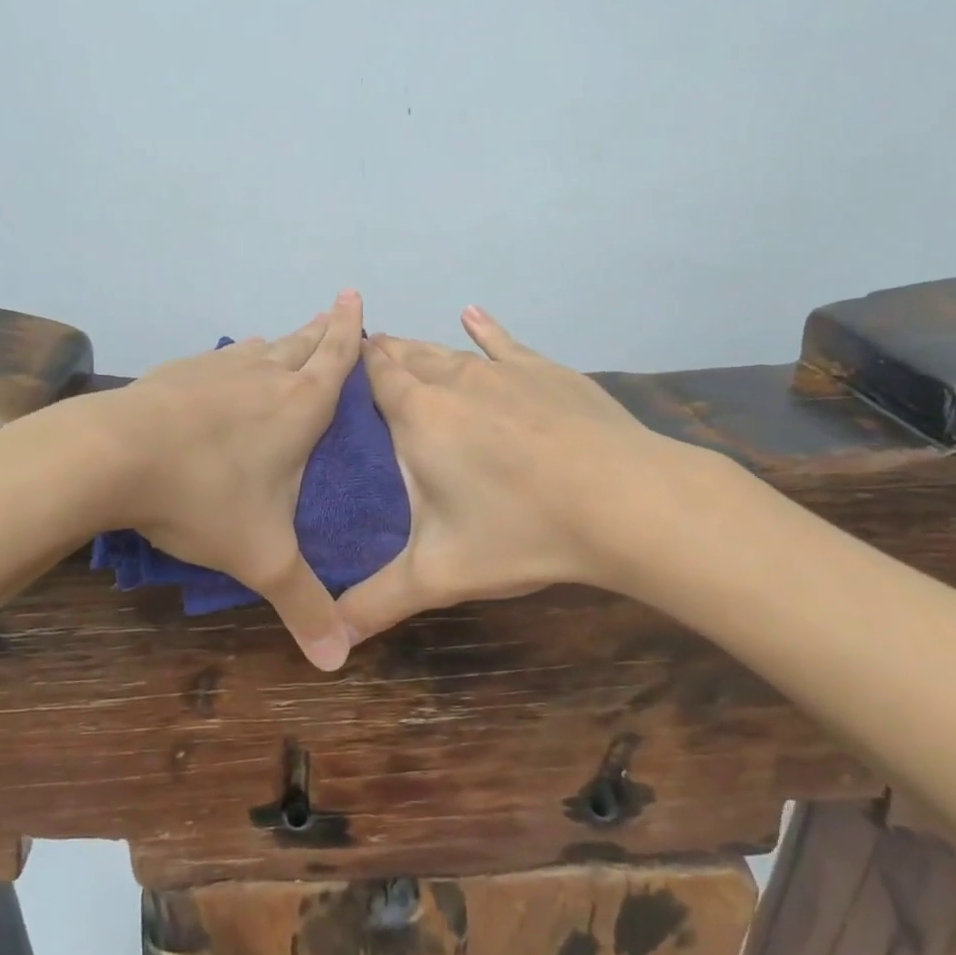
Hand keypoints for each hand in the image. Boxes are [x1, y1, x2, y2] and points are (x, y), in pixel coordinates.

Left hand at [101, 291, 363, 669]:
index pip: (337, 357)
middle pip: (303, 342)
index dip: (351, 330)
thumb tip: (338, 663)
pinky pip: (221, 358)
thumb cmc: (203, 496)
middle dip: (324, 328)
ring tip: (289, 338)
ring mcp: (218, 369)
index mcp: (299, 407)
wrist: (110, 456)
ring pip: (261, 347)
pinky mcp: (178, 372)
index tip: (355, 296)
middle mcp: (264, 376)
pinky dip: (236, 357)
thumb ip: (303, 606)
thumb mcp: (262, 559)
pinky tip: (226, 365)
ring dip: (281, 341)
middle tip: (336, 310)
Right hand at [336, 306, 665, 643]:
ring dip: (421, 348)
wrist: (624, 500)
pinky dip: (484, 328)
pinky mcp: (546, 371)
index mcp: (420, 416)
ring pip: (448, 350)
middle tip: (362, 360)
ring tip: (400, 345)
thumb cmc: (522, 530)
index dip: (352, 366)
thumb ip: (378, 602)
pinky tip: (473, 314)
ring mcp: (503, 371)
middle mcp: (454, 380)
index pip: (374, 376)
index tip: (334, 366)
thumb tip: (331, 640)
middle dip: (382, 355)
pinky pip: (504, 342)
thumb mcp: (439, 575)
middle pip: (407, 356)